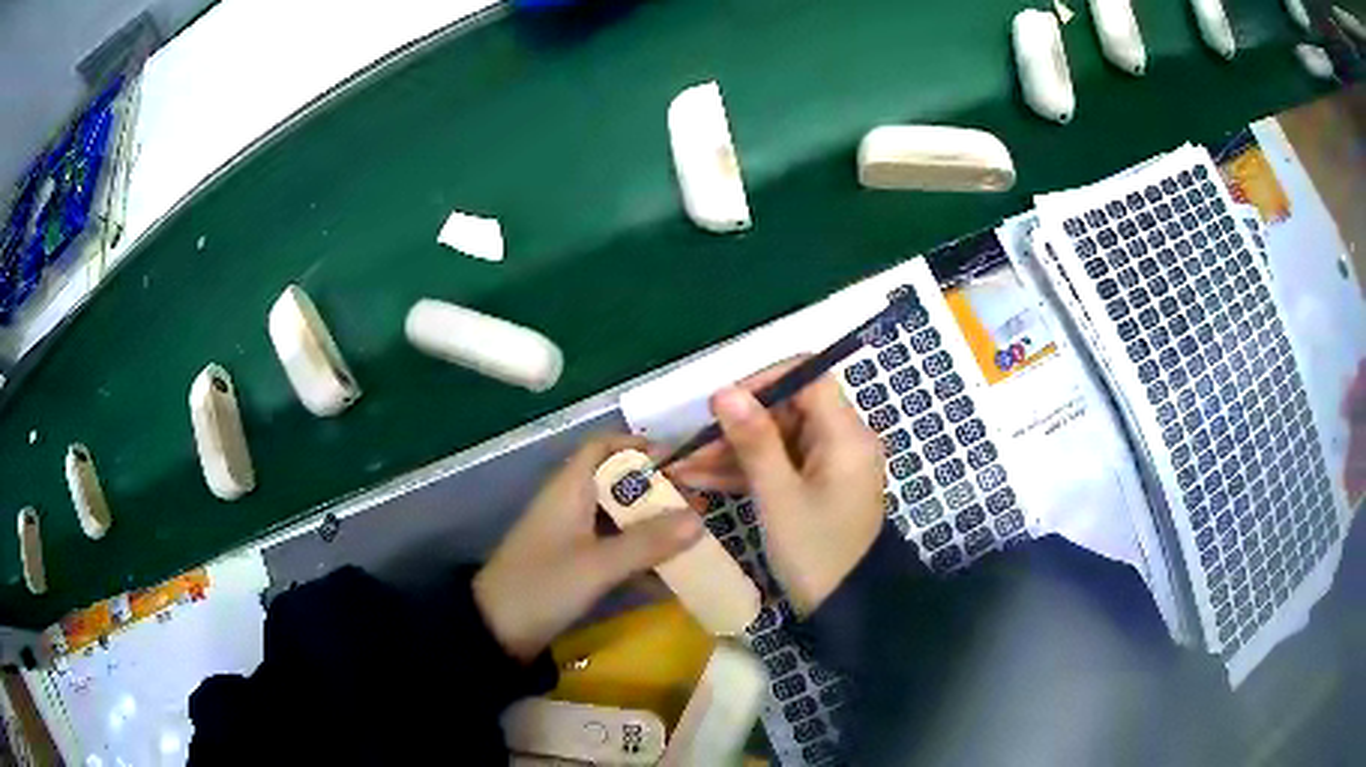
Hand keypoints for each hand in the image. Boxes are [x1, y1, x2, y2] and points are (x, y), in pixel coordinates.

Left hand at [474, 435, 702, 661]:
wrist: (496, 631)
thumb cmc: (542, 586)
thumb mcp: (596, 566)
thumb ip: (646, 543)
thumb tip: (700, 519)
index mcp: (569, 490)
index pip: (601, 447)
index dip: (636, 445)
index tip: (678, 460)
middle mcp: (571, 505)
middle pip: (618, 484)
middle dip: (657, 492)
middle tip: (698, 505)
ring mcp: (572, 537)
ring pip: (619, 520)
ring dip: (652, 528)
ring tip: (694, 538)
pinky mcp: (575, 565)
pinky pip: (614, 550)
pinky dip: (640, 557)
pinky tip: (670, 576)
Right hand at [669, 358, 885, 614]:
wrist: (844, 609)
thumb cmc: (815, 553)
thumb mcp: (778, 497)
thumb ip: (753, 440)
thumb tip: (724, 390)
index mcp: (846, 434)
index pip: (807, 376)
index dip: (762, 381)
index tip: (720, 404)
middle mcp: (842, 440)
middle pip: (786, 409)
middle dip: (736, 425)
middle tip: (689, 448)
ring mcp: (829, 464)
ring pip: (776, 439)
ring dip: (731, 451)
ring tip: (682, 468)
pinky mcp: (816, 485)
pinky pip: (779, 464)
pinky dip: (745, 471)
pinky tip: (701, 480)